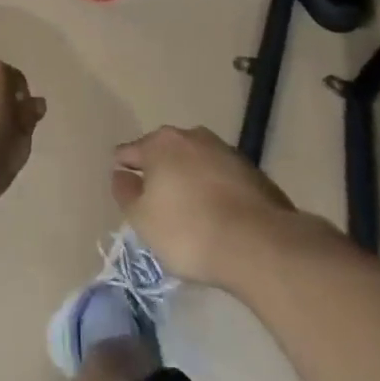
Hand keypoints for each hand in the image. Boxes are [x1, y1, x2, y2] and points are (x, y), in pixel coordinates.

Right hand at [111, 126, 299, 286]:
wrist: (258, 244)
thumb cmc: (188, 230)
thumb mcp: (142, 219)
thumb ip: (125, 192)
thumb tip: (121, 174)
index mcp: (160, 143)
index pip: (130, 152)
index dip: (123, 169)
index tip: (123, 187)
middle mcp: (192, 136)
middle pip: (165, 153)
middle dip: (159, 171)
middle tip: (156, 201)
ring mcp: (225, 151)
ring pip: (196, 163)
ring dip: (190, 179)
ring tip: (189, 210)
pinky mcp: (253, 172)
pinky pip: (222, 178)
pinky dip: (215, 191)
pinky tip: (218, 216)